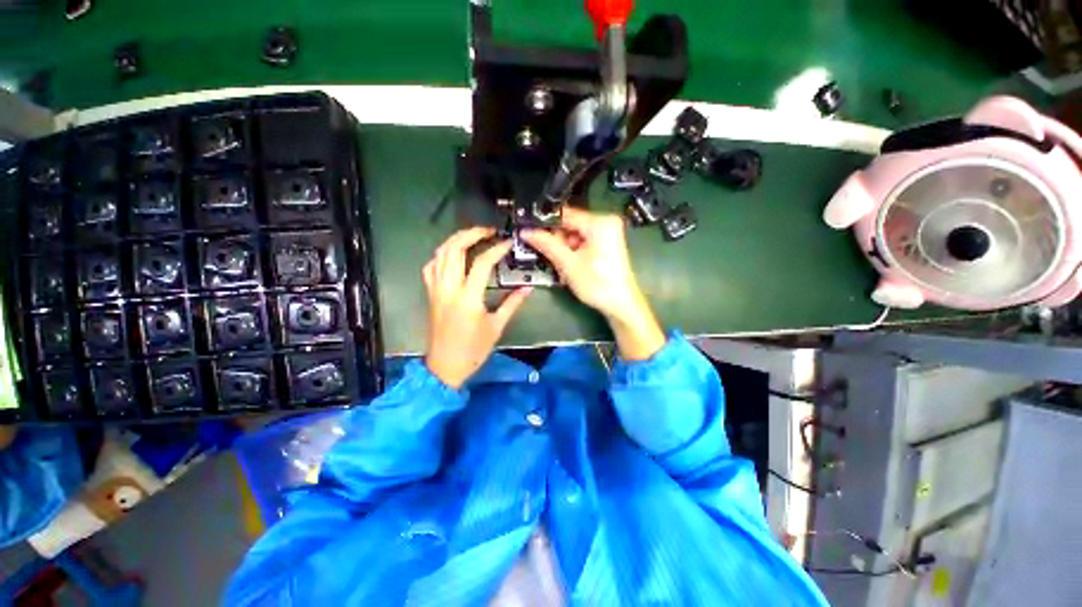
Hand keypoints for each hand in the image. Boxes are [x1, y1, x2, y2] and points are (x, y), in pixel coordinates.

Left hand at [423, 227, 531, 388]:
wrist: (445, 366)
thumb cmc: (473, 349)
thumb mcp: (496, 326)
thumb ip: (512, 303)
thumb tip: (527, 288)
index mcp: (468, 297)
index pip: (482, 263)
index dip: (496, 249)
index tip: (508, 242)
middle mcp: (448, 288)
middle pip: (454, 249)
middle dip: (471, 234)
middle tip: (489, 231)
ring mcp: (436, 289)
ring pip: (440, 254)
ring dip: (456, 240)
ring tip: (473, 236)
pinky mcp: (430, 294)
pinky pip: (431, 266)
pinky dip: (442, 255)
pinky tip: (453, 255)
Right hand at [521, 208, 664, 360]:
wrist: (621, 305)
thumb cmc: (597, 285)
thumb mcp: (568, 264)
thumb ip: (547, 245)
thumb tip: (526, 232)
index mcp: (600, 222)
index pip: (564, 214)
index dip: (544, 222)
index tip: (526, 229)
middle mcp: (605, 222)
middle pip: (569, 224)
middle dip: (555, 239)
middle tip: (542, 252)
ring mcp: (607, 232)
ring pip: (574, 234)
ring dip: (563, 248)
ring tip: (558, 264)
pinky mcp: (606, 243)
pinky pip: (582, 241)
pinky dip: (572, 251)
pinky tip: (568, 265)